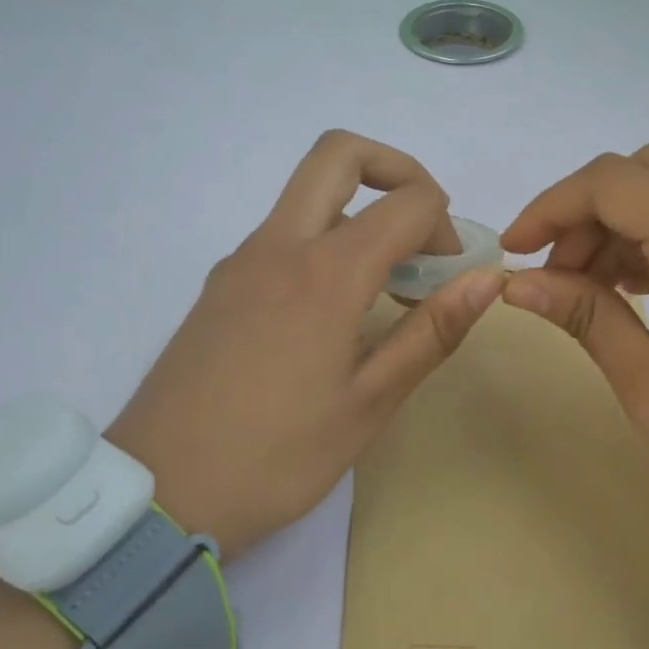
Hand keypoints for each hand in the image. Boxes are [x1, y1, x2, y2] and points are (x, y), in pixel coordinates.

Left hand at [106, 131, 500, 554]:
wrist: (159, 493)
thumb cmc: (277, 457)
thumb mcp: (369, 403)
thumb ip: (431, 332)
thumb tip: (488, 279)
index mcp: (324, 273)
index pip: (406, 201)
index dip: (445, 225)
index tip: (452, 274)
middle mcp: (277, 247)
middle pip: (339, 154)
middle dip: (397, 171)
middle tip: (423, 231)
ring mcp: (239, 263)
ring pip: (308, 197)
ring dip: (360, 215)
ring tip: (386, 291)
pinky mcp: (219, 288)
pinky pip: (282, 237)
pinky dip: (324, 245)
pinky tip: (334, 317)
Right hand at [500, 144, 648, 571]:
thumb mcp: (642, 379)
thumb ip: (581, 311)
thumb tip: (518, 282)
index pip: (613, 182)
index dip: (552, 207)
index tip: (515, 252)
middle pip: (648, 171)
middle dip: (588, 210)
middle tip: (558, 273)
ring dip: (626, 224)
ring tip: (593, 290)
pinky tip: (641, 292)